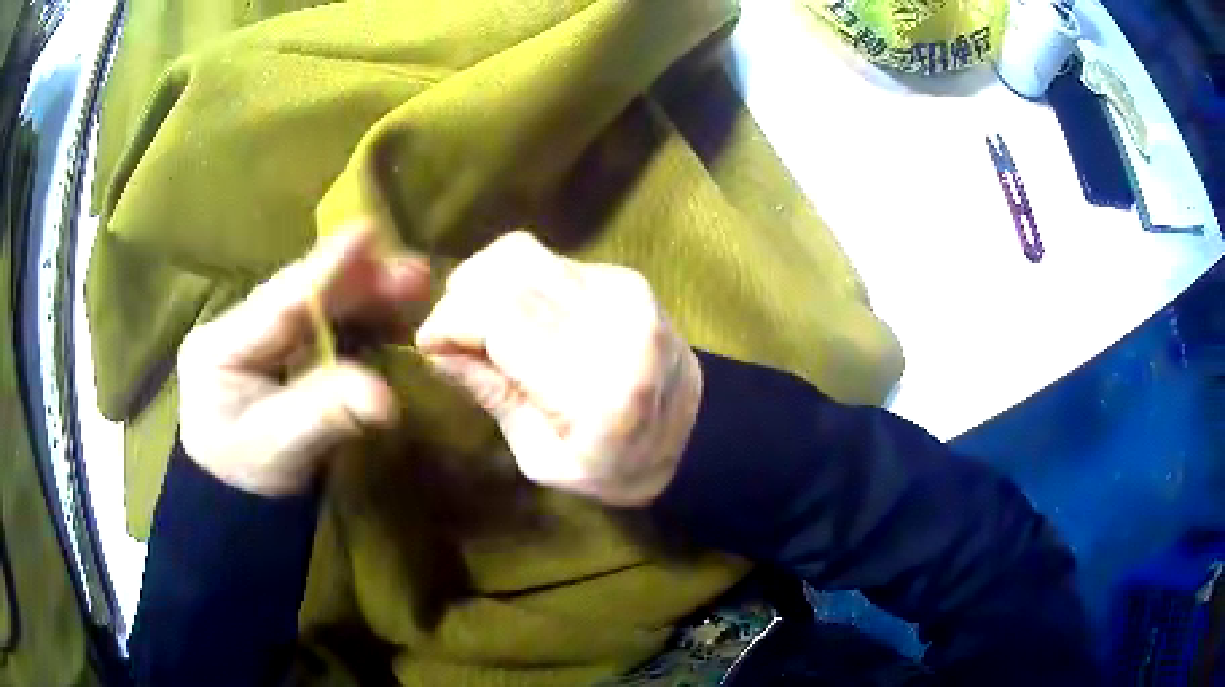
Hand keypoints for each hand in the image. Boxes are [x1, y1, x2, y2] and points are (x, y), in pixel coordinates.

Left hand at [177, 224, 429, 495]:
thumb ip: (326, 414)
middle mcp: (233, 328)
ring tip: (408, 284)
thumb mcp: (281, 449)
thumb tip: (385, 398)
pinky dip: (351, 315)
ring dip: (360, 293)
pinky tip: (384, 309)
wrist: (236, 496)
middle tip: (412, 272)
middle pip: (297, 295)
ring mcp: (252, 334)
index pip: (277, 304)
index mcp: (219, 347)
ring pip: (309, 303)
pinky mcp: (272, 346)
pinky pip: (314, 322)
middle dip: (354, 281)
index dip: (325, 271)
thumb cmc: (248, 477)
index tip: (367, 233)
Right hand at [416, 232, 702, 506]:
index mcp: (598, 385)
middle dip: (461, 297)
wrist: (694, 436)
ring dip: (485, 283)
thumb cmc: (615, 467)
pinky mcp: (624, 278)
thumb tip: (435, 347)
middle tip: (449, 334)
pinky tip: (518, 319)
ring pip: (526, 254)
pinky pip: (549, 261)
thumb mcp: (543, 459)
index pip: (503, 317)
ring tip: (477, 324)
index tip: (427, 343)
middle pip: (510, 271)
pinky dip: (516, 283)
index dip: (450, 321)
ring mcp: (626, 291)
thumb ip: (491, 395)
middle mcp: (617, 322)